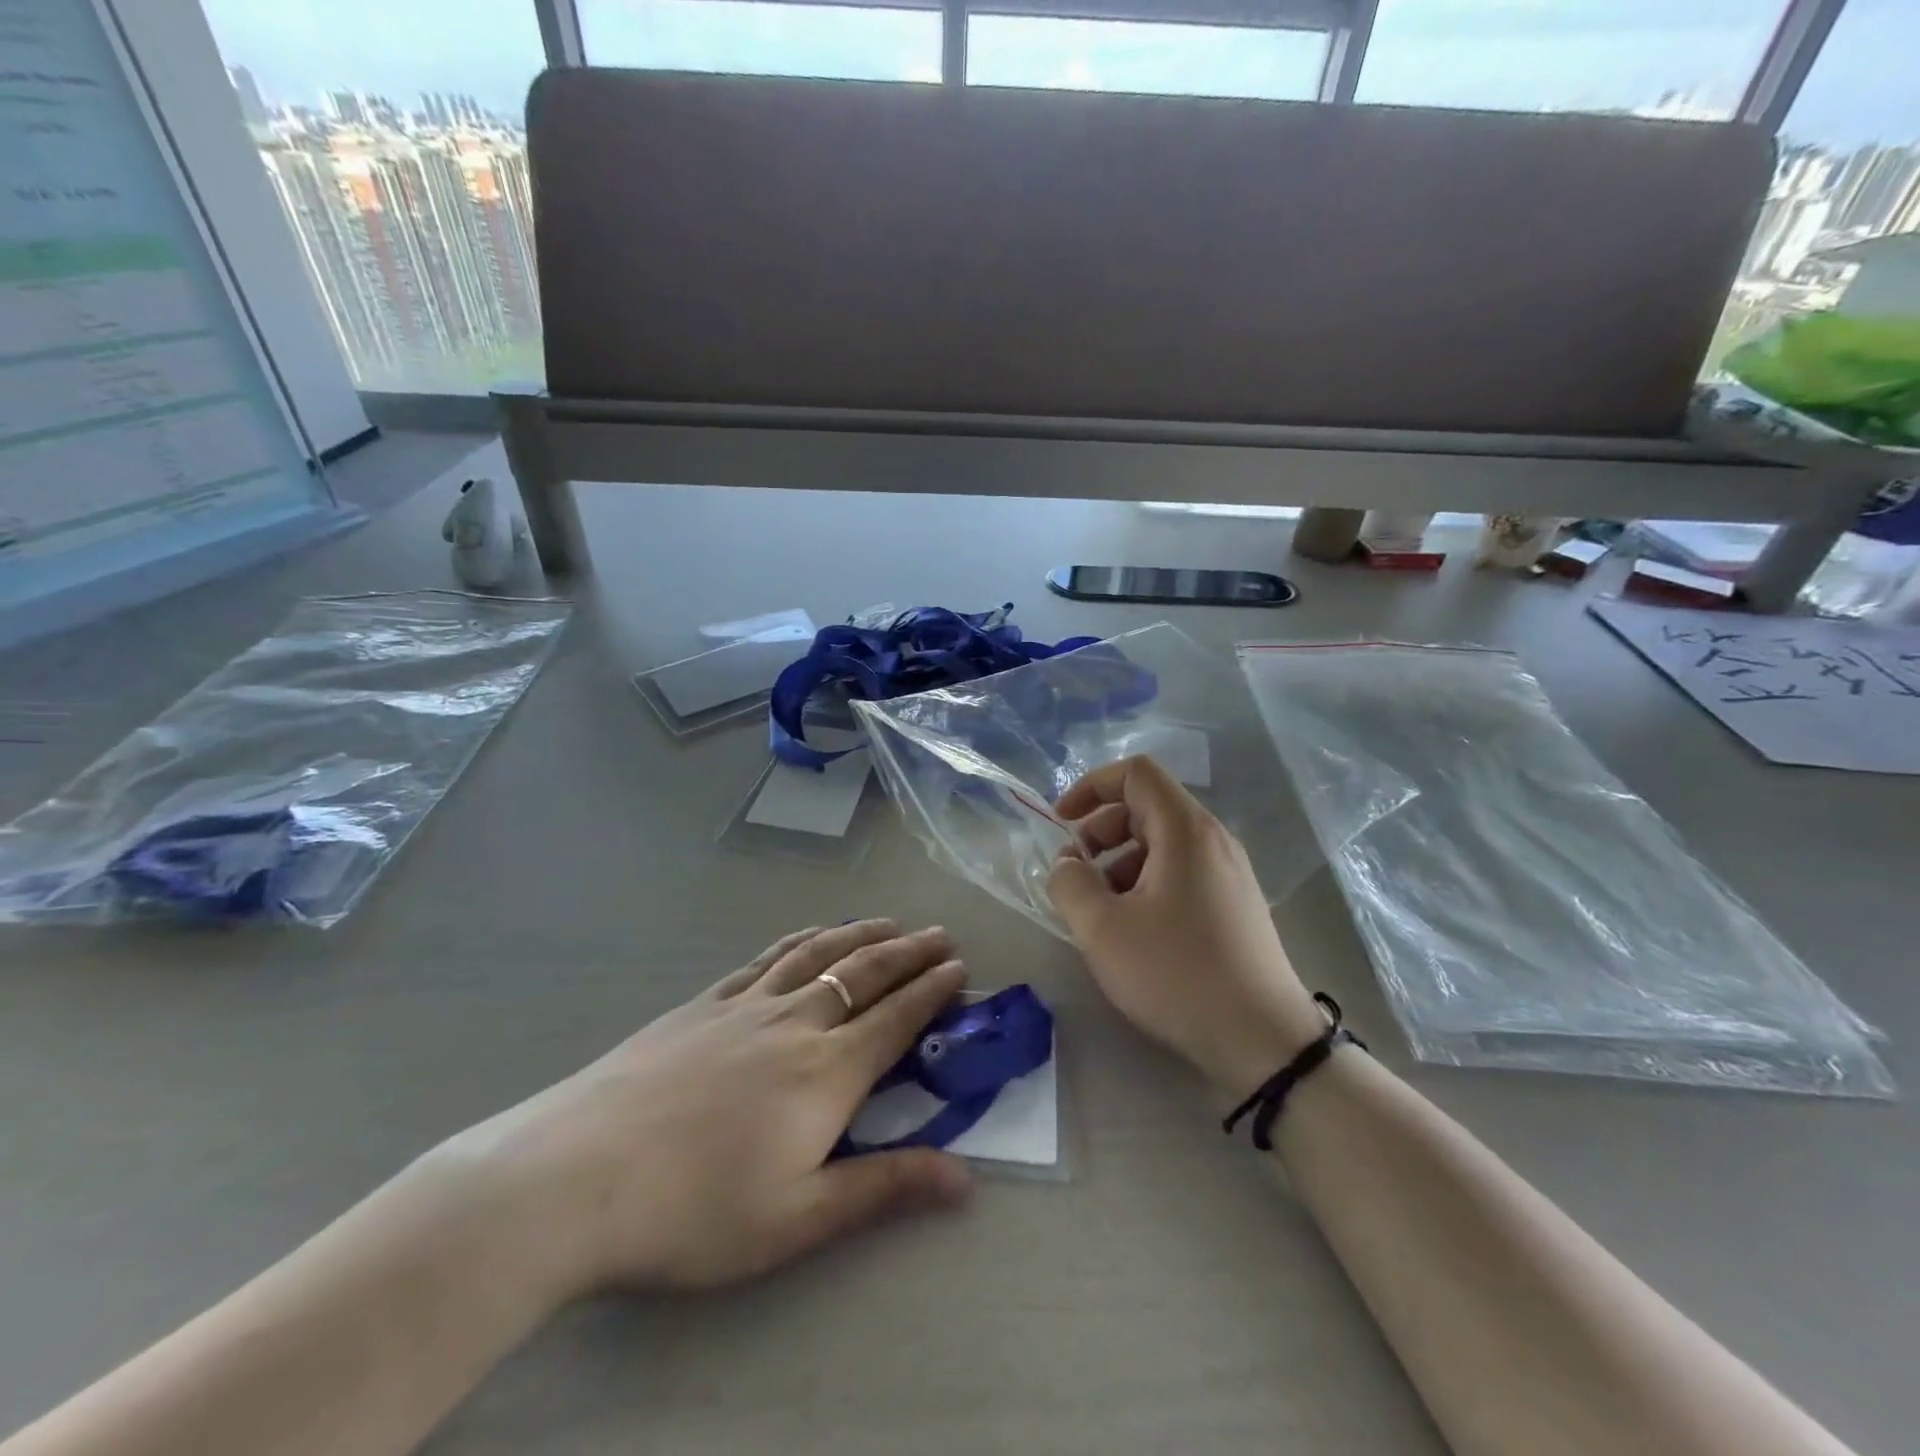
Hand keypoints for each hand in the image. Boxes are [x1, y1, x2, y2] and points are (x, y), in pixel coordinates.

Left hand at [435, 921, 971, 1298]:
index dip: (933, 991)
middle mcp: (796, 1023)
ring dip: (861, 935)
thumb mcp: (800, 1217)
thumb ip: (887, 1189)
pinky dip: (802, 940)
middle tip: (939, 934)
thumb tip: (967, 1180)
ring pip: (819, 955)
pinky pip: (767, 958)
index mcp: (827, 1072)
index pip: (896, 1019)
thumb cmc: (696, 1209)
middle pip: (865, 975)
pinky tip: (810, 936)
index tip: (960, 967)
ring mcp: (746, 1006)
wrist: (578, 1176)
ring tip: (889, 923)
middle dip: (909, 953)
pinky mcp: (704, 1003)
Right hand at [1047, 757, 1325, 1097]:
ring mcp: (1229, 873)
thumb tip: (1067, 864)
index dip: (1090, 786)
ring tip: (1100, 909)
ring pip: (1161, 842)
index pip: (1135, 773)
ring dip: (1119, 861)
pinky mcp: (1234, 904)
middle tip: (1076, 873)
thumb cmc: (1178, 974)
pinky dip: (1145, 882)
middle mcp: (1213, 840)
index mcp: (1186, 831)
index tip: (1062, 823)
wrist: (1264, 1041)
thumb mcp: (1103, 929)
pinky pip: (1180, 871)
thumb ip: (1069, 883)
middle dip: (1100, 830)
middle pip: (1146, 806)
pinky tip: (1133, 929)